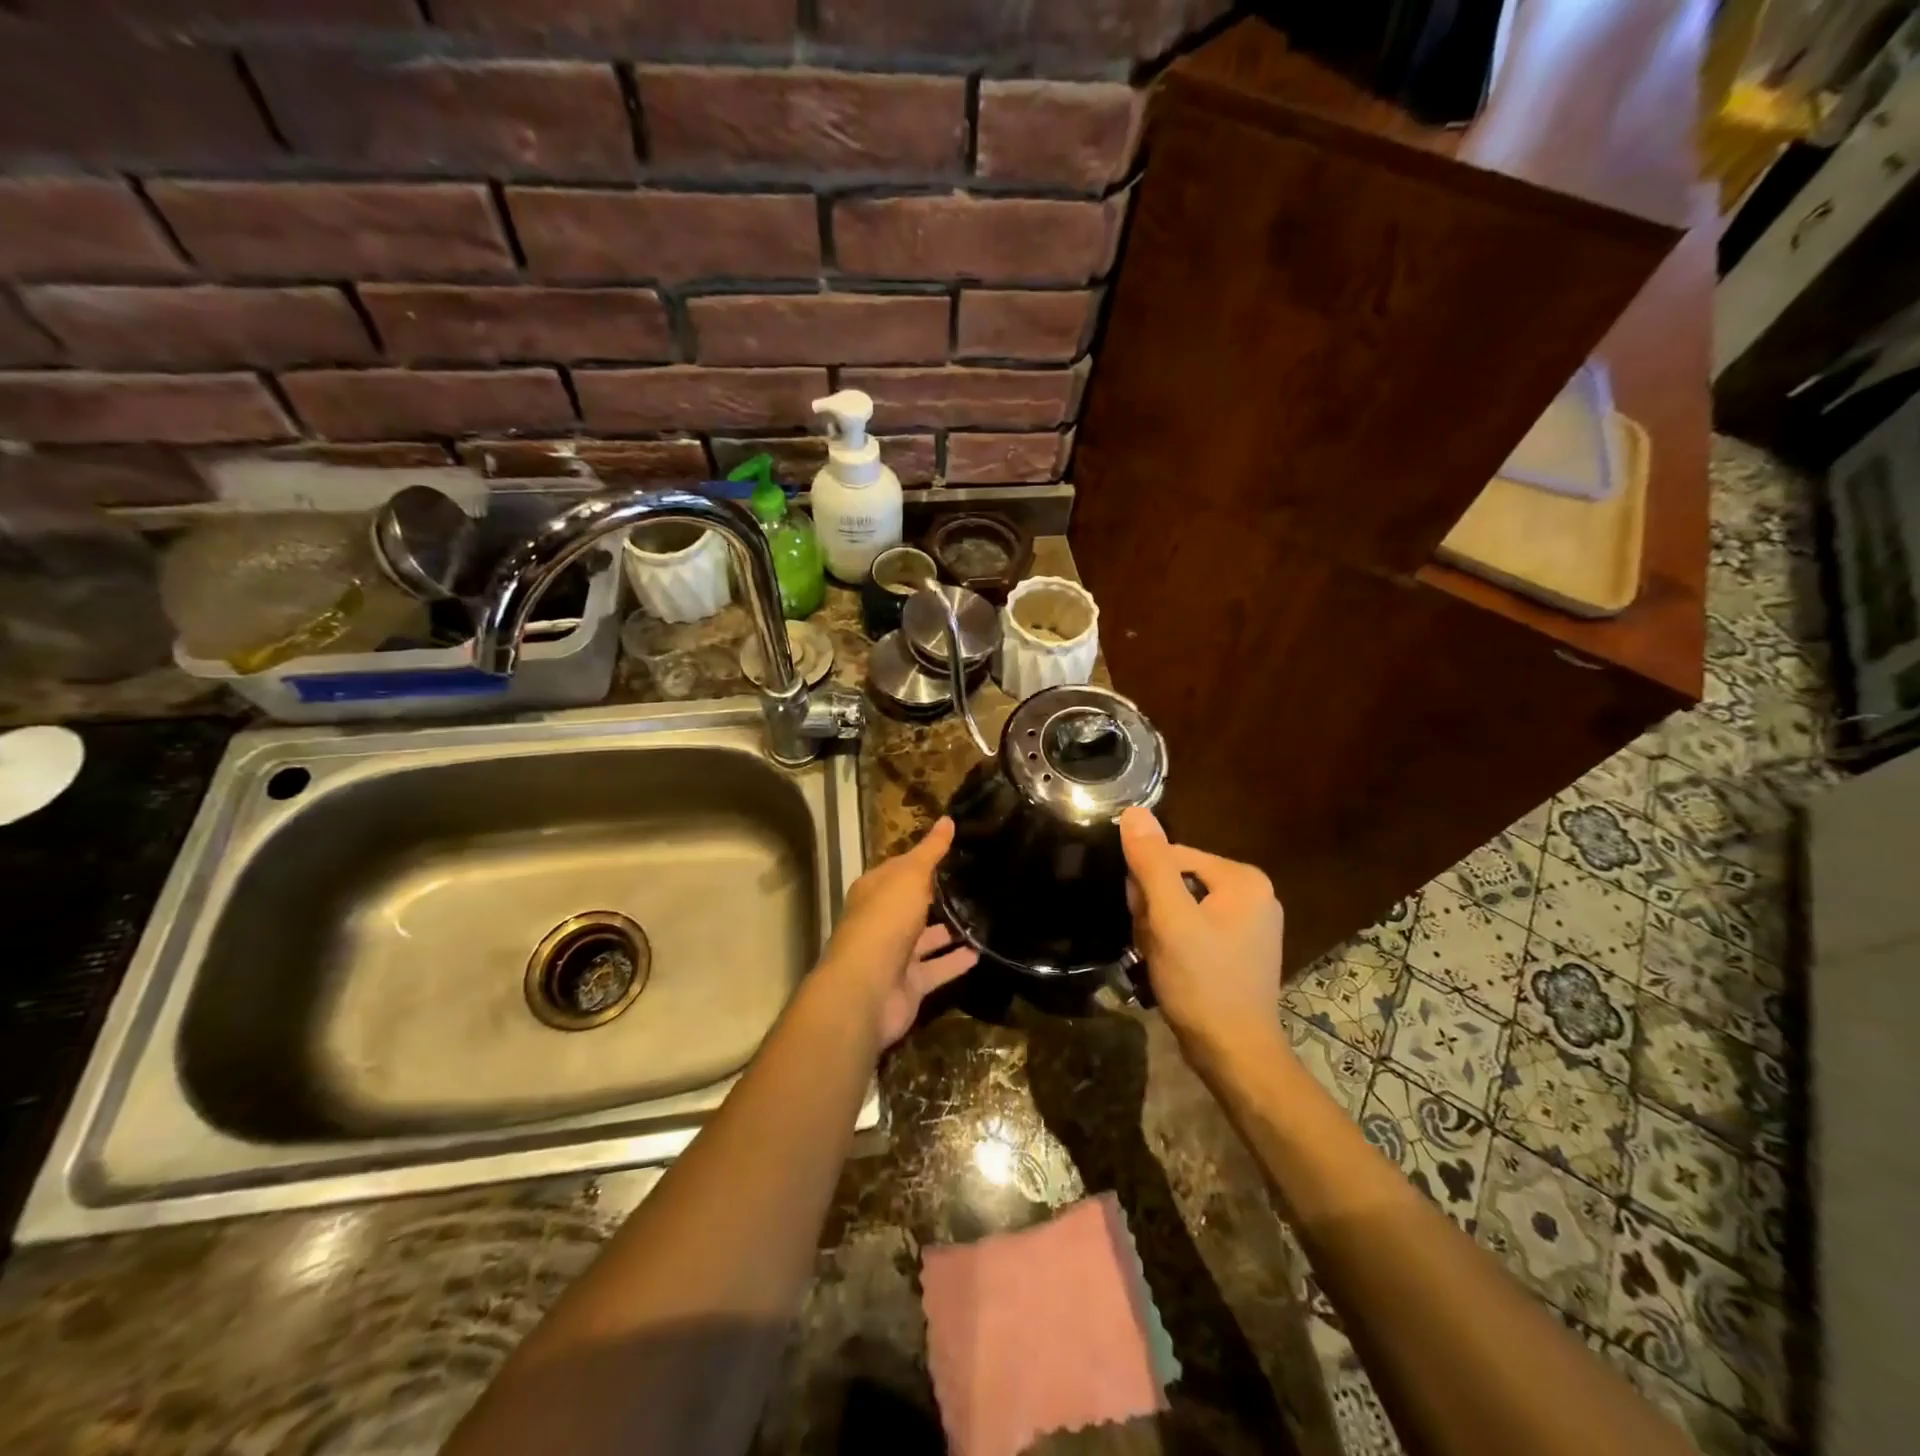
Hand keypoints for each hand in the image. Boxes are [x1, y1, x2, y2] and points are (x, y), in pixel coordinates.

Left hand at [819, 817, 977, 1046]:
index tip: (955, 850)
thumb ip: (931, 851)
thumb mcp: (910, 876)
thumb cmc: (885, 920)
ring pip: (926, 939)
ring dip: (951, 930)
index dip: (924, 859)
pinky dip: (956, 961)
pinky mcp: (910, 984)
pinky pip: (937, 968)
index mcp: (875, 891)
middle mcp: (882, 921)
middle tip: (977, 884)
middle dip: (938, 896)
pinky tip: (982, 951)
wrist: (867, 988)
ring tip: (986, 916)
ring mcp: (894, 955)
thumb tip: (948, 819)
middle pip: (912, 905)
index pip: (900, 869)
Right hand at [1120, 807, 1285, 1065]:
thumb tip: (1134, 811)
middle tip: (1152, 943)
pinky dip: (1176, 942)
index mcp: (1243, 878)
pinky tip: (1171, 966)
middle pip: (1178, 880)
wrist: (1234, 1054)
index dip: (1146, 885)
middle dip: (1154, 909)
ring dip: (1160, 928)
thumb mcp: (1169, 919)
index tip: (1141, 920)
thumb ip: (1151, 863)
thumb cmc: (1202, 982)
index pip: (1173, 856)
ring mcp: (1251, 923)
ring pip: (1182, 906)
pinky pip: (1196, 927)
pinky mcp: (1242, 949)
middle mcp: (1254, 894)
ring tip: (1160, 959)